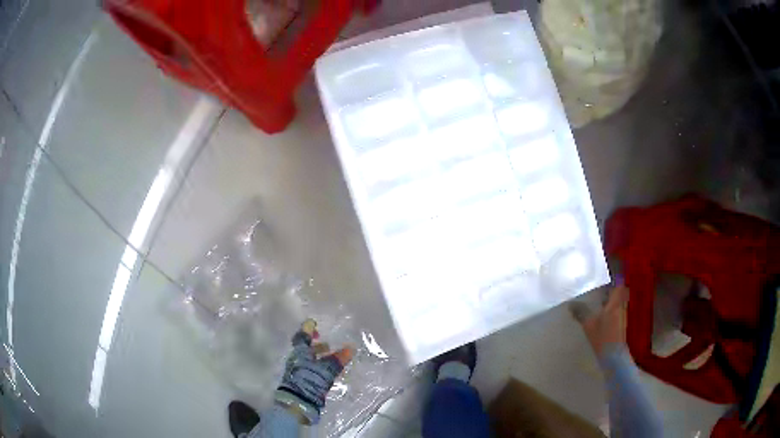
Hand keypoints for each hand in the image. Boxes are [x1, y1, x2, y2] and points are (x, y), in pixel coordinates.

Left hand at [276, 319, 352, 423]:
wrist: (297, 402)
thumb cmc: (310, 380)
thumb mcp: (327, 369)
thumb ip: (338, 359)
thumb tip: (351, 347)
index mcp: (300, 352)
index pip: (302, 336)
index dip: (308, 329)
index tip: (313, 322)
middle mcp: (296, 359)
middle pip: (305, 349)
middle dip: (315, 345)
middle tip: (327, 343)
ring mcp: (297, 371)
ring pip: (307, 359)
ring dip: (317, 357)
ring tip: (330, 357)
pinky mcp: (300, 381)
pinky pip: (309, 369)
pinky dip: (318, 367)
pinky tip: (327, 371)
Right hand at [571, 283, 628, 356]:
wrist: (614, 356)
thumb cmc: (603, 337)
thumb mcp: (589, 324)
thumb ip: (581, 312)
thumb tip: (570, 303)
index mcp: (616, 301)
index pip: (618, 283)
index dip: (614, 276)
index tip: (605, 272)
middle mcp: (621, 305)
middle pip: (618, 291)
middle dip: (610, 287)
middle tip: (599, 285)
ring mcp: (621, 315)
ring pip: (616, 301)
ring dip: (609, 298)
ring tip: (596, 297)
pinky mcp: (619, 324)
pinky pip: (614, 310)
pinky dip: (608, 308)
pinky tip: (598, 313)